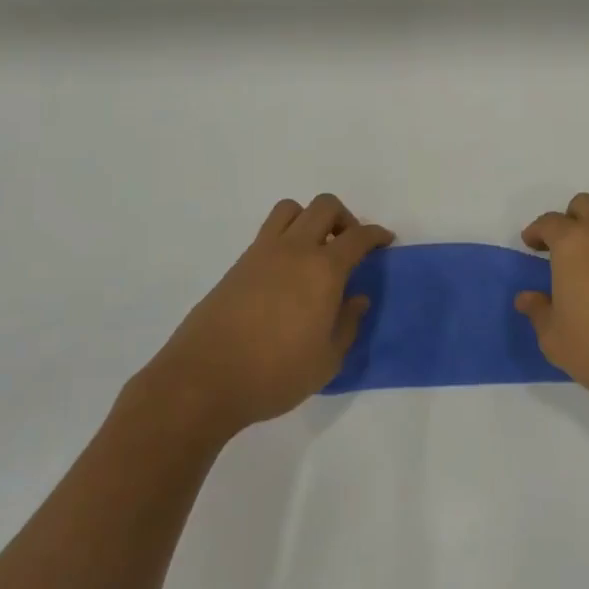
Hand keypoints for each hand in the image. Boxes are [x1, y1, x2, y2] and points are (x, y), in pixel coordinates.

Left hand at [136, 195, 392, 442]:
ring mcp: (262, 254)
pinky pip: (268, 232)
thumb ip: (348, 325)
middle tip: (349, 246)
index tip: (385, 241)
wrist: (203, 381)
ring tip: (315, 251)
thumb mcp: (327, 361)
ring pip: (291, 209)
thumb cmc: (274, 375)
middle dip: (345, 218)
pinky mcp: (238, 265)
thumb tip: (357, 299)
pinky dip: (285, 237)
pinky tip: (287, 273)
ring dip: (310, 219)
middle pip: (324, 207)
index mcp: (323, 270)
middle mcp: (294, 250)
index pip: (358, 237)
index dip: (376, 235)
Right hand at [519, 193, 588, 412]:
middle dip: (568, 220)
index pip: (550, 223)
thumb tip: (527, 297)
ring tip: (588, 262)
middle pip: (584, 206)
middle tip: (559, 249)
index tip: (530, 246)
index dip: (537, 232)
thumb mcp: (557, 340)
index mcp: (573, 242)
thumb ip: (539, 313)